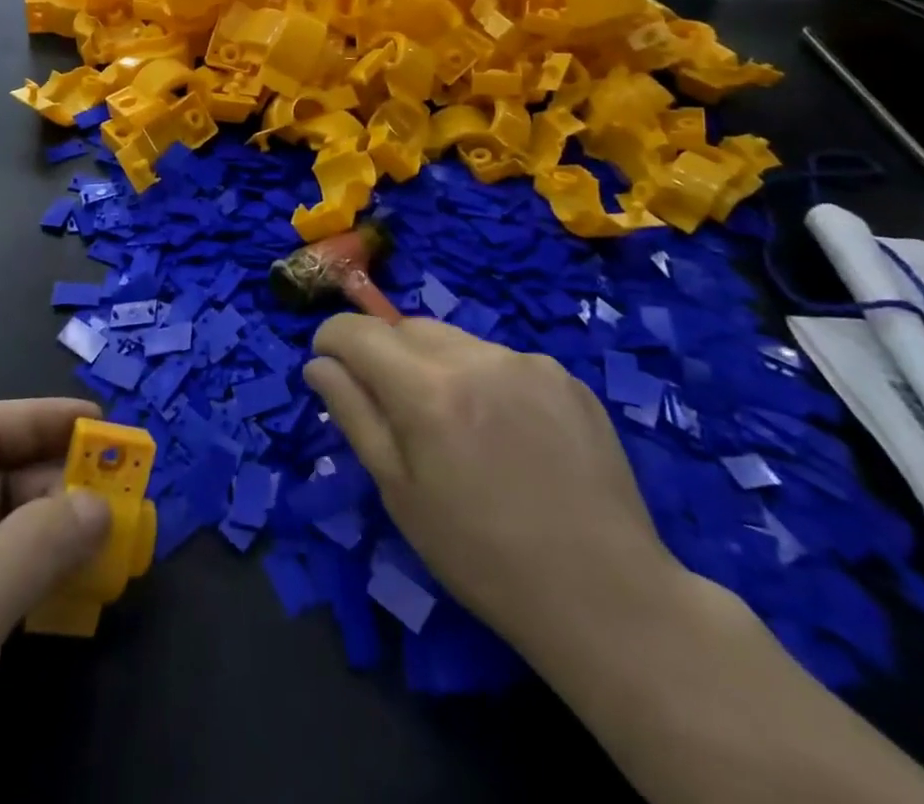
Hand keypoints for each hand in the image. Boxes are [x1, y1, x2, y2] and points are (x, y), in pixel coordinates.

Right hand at [303, 315, 683, 663]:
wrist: (604, 595)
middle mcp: (476, 357)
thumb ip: (354, 414)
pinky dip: (485, 379)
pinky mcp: (564, 375)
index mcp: (427, 390)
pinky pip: (502, 359)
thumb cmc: (481, 555)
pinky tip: (508, 432)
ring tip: (458, 426)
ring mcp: (527, 361)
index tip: (328, 364)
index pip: (357, 331)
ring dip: (436, 365)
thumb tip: (319, 364)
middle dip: (385, 353)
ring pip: (455, 340)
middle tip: (396, 409)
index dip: (332, 340)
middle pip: (406, 327)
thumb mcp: (399, 492)